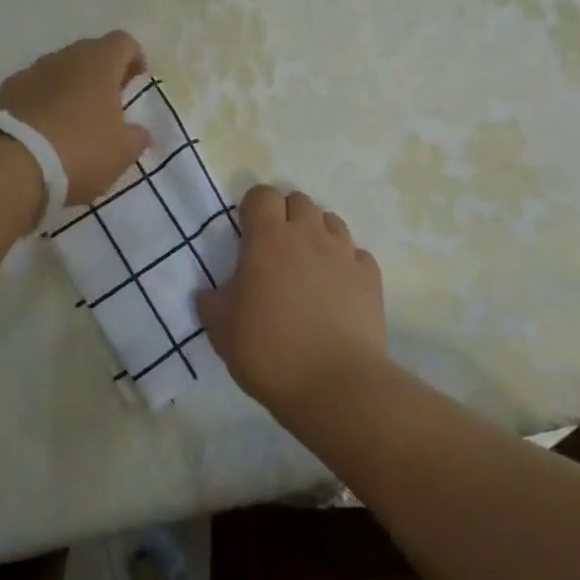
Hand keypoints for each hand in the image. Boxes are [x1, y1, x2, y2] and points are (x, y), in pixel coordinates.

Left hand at [0, 31, 151, 206]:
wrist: (13, 166)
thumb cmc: (81, 150)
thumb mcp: (123, 152)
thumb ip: (137, 136)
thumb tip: (140, 131)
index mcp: (100, 62)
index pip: (124, 42)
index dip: (134, 59)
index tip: (136, 84)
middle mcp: (66, 56)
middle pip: (91, 53)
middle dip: (102, 74)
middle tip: (109, 105)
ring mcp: (32, 70)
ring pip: (60, 70)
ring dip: (71, 87)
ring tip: (75, 120)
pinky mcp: (7, 90)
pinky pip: (35, 88)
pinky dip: (44, 101)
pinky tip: (44, 130)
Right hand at [196, 186, 386, 415]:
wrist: (335, 385)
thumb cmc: (268, 350)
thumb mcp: (221, 329)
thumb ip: (212, 301)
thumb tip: (209, 293)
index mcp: (268, 238)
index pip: (262, 194)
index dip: (253, 208)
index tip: (247, 232)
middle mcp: (309, 234)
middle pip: (299, 200)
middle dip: (286, 215)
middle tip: (276, 248)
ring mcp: (344, 253)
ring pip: (331, 221)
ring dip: (317, 233)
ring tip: (308, 265)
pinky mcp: (370, 277)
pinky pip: (356, 254)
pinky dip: (345, 262)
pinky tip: (338, 288)